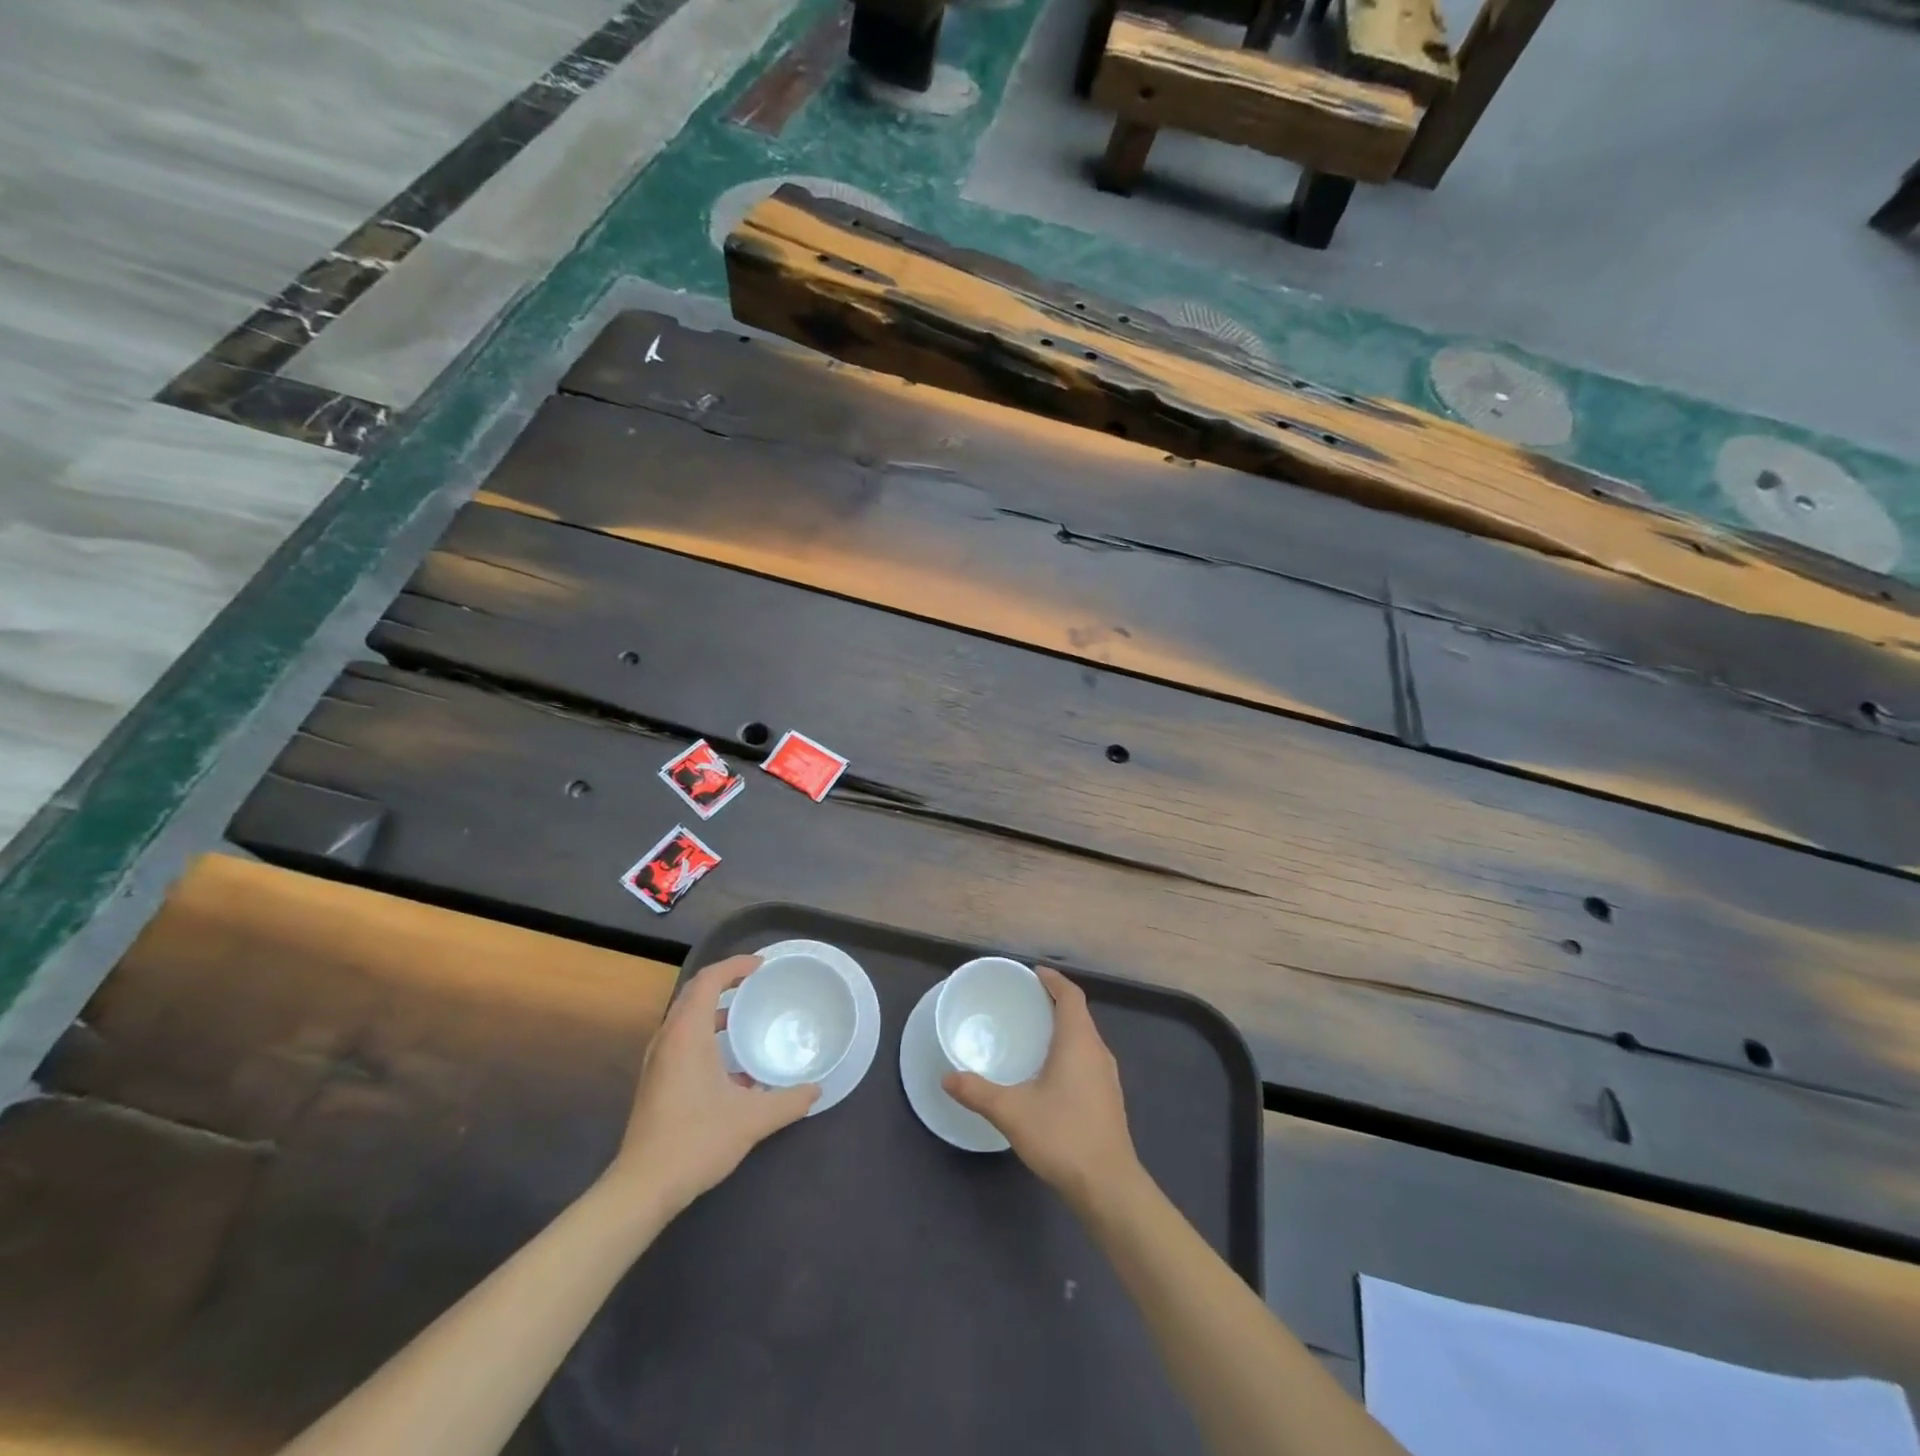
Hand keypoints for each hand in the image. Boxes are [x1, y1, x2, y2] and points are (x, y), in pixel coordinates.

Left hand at [606, 956, 818, 1215]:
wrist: (643, 1187)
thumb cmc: (696, 1141)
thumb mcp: (752, 1120)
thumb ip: (788, 1101)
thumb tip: (816, 1089)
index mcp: (687, 1034)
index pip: (708, 980)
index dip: (735, 966)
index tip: (762, 966)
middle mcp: (668, 1039)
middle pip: (695, 993)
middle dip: (726, 982)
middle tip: (758, 983)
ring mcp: (658, 1061)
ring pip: (686, 1018)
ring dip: (715, 1010)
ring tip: (747, 1017)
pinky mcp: (656, 1081)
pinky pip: (682, 1039)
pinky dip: (707, 1034)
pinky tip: (733, 1065)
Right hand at [943, 967, 1139, 1205]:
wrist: (1108, 1186)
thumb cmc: (1062, 1136)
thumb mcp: (1012, 1111)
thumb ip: (977, 1092)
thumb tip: (947, 1076)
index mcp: (1079, 1042)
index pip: (1071, 996)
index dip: (1054, 980)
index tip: (1034, 973)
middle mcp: (1098, 1051)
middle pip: (1079, 1014)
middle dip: (1055, 1002)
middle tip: (1025, 1000)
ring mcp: (1107, 1077)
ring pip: (1085, 1038)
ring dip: (1063, 1028)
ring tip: (1034, 1032)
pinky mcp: (1108, 1099)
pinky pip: (1088, 1058)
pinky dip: (1069, 1051)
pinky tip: (1050, 1073)